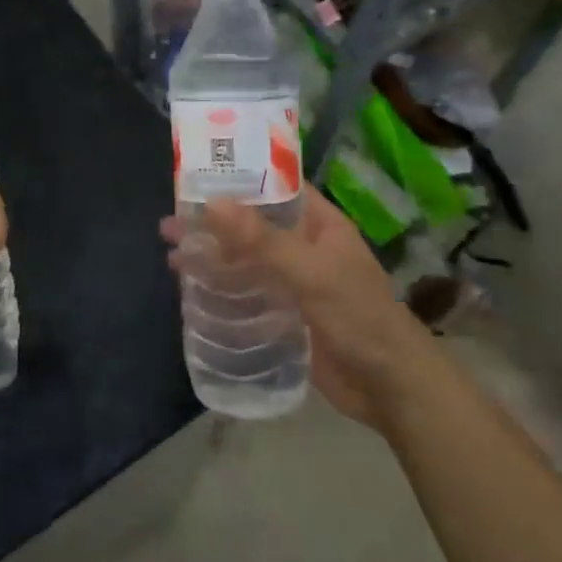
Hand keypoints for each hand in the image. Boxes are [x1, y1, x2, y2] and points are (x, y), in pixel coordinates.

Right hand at [161, 189, 431, 429]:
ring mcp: (293, 282)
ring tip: (171, 252)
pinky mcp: (284, 315)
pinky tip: (191, 288)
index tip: (196, 172)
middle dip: (213, 222)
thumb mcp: (311, 273)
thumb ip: (262, 240)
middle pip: (252, 225)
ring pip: (245, 260)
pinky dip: (220, 288)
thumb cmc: (359, 317)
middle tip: (170, 221)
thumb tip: (212, 203)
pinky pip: (246, 293)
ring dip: (212, 255)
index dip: (239, 177)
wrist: (391, 388)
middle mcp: (304, 247)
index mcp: (319, 224)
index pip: (275, 186)